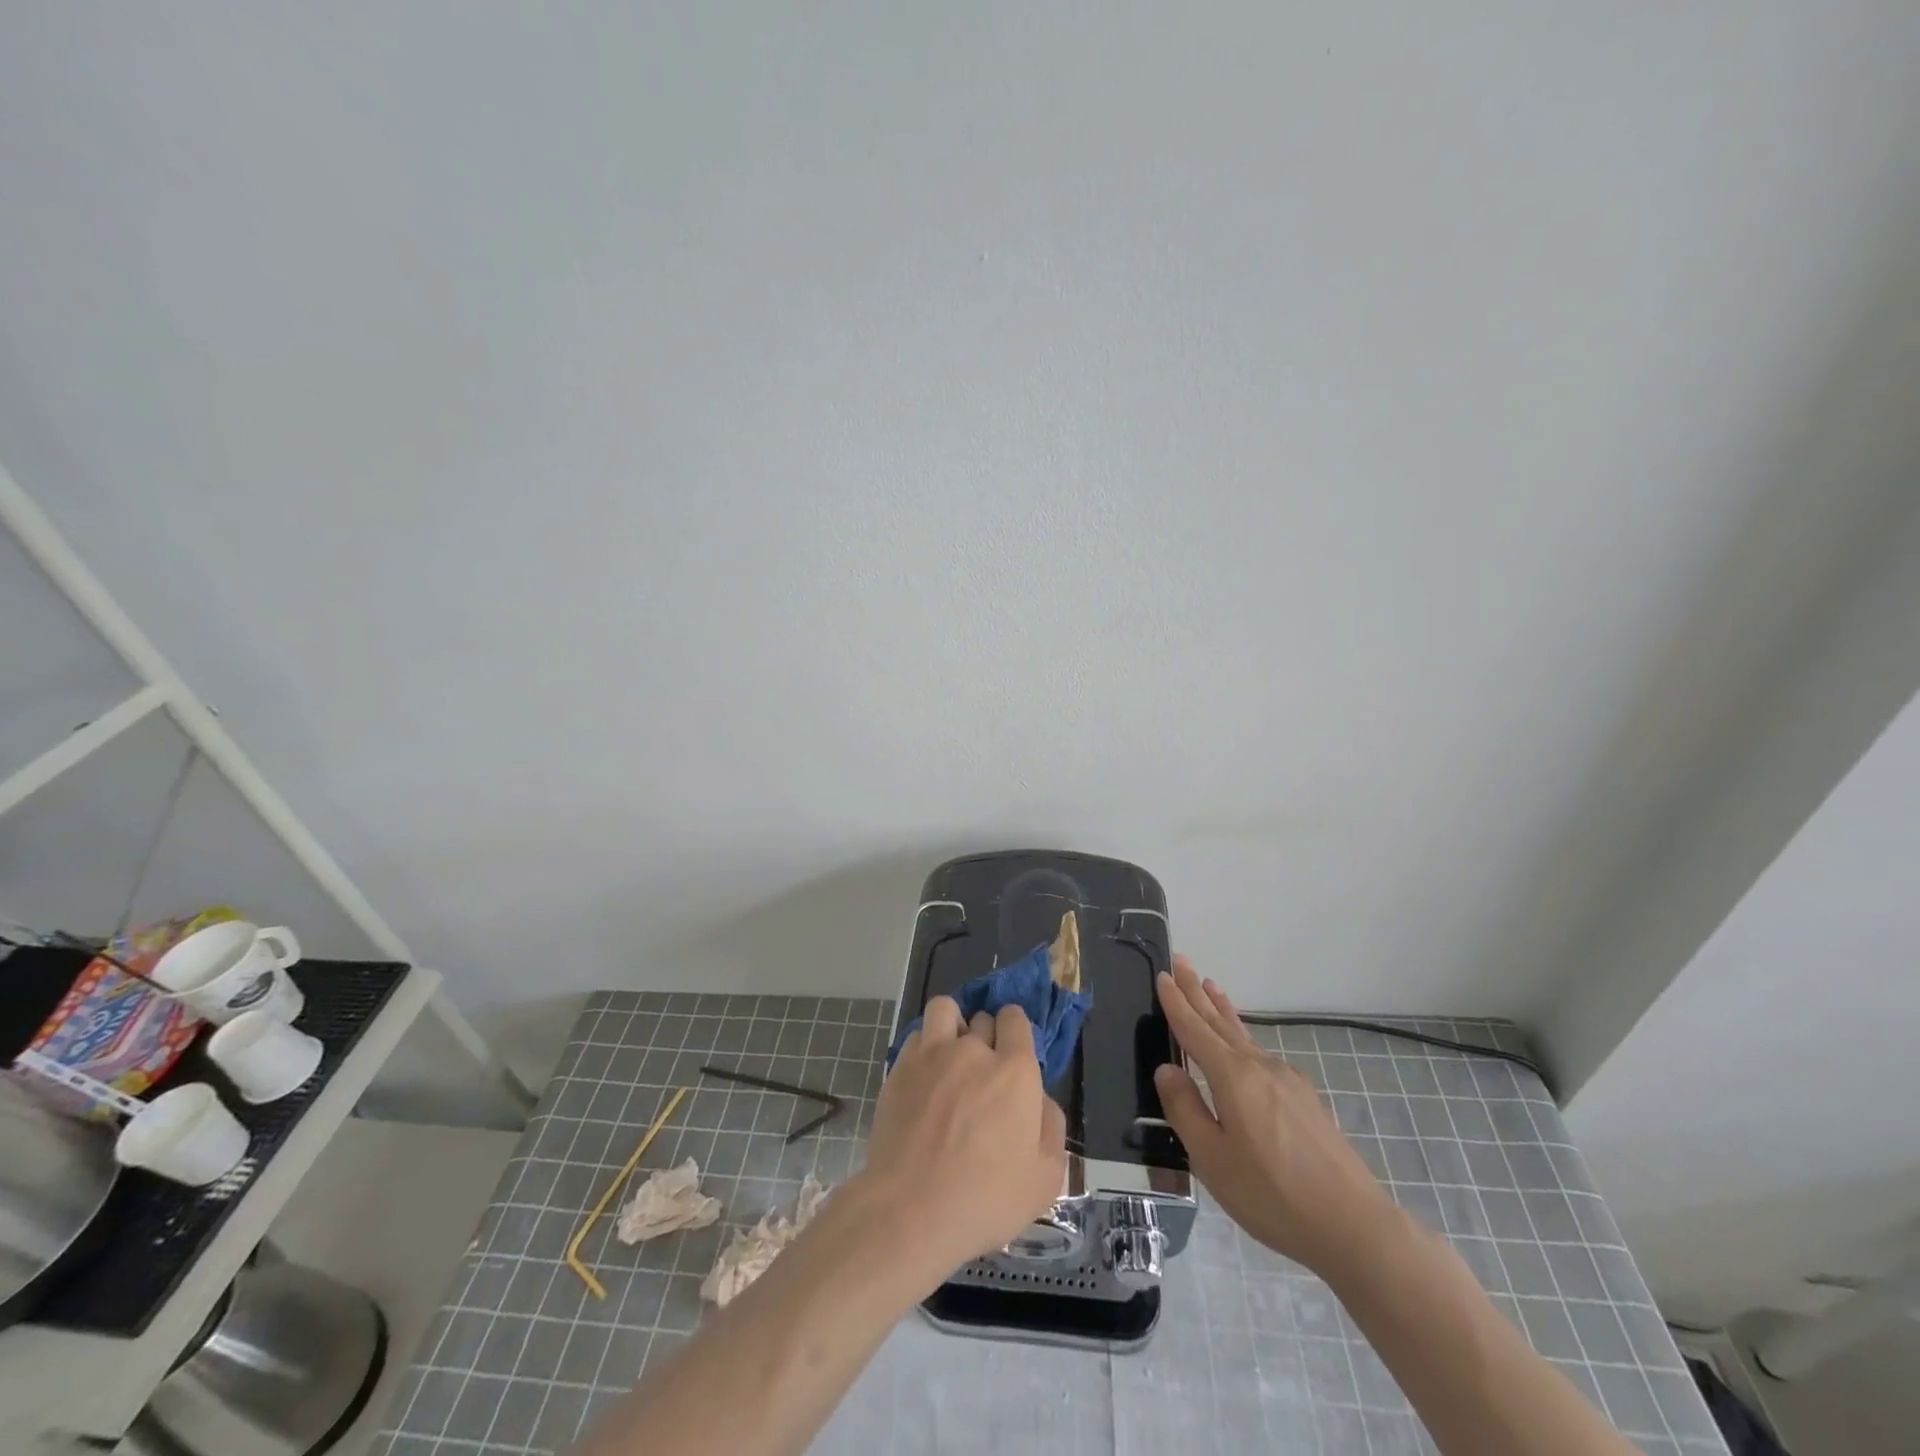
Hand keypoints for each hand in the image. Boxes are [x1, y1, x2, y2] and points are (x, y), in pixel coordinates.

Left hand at [859, 999, 1068, 1284]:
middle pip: (983, 1018)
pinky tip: (925, 1075)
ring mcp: (933, 1054)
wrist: (910, 1209)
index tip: (1013, 1054)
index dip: (1015, 1031)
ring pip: (946, 1010)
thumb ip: (1051, 1128)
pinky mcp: (901, 1066)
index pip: (1016, 1019)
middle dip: (988, 1036)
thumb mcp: (1044, 1179)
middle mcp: (974, 1050)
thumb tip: (1041, 1100)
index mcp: (1015, 1071)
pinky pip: (918, 1035)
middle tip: (984, 1072)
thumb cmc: (984, 1199)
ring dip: (953, 1025)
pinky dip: (925, 1046)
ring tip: (951, 1055)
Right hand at [1154, 957, 1399, 1273]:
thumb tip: (1167, 1069)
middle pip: (1220, 1022)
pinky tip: (1242, 1043)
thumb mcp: (1212, 1160)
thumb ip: (1185, 1110)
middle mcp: (1259, 1067)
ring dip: (1221, 1009)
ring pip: (1243, 1034)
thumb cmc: (1272, 1195)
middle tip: (1181, 962)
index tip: (1162, 975)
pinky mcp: (1304, 1098)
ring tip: (1209, 985)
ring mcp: (1286, 1080)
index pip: (1195, 1030)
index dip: (1176, 1003)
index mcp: (1233, 1077)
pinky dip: (1241, 1033)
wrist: (1354, 1225)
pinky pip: (1260, 1051)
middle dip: (1196, 992)